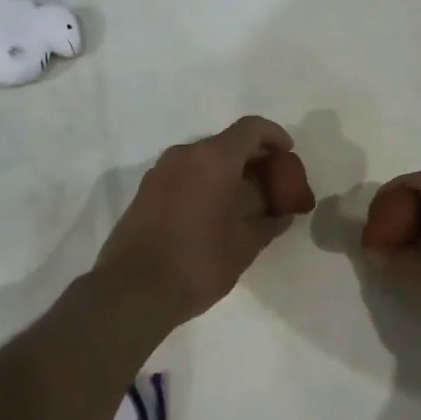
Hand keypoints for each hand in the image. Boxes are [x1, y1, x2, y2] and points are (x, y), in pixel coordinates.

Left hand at [95, 116, 316, 326]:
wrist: (132, 291)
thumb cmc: (198, 262)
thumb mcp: (245, 245)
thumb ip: (268, 222)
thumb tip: (282, 214)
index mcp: (213, 159)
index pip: (251, 128)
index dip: (274, 136)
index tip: (288, 156)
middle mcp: (185, 155)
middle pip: (227, 142)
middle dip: (253, 159)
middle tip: (272, 185)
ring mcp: (160, 171)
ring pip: (204, 159)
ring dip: (228, 172)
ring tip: (246, 202)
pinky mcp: (145, 191)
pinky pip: (185, 175)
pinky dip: (206, 183)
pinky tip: (216, 213)